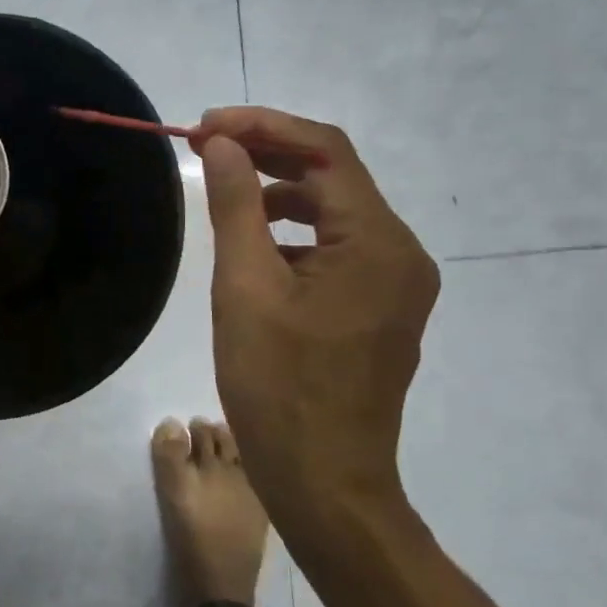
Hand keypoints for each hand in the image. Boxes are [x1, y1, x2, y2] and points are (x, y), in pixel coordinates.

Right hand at [192, 107, 438, 525]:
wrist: (324, 482)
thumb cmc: (279, 387)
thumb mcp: (246, 289)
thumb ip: (237, 207)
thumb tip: (222, 144)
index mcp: (378, 243)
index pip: (326, 151)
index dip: (264, 125)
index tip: (205, 125)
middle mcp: (401, 255)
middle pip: (335, 179)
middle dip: (270, 155)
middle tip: (207, 150)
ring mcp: (395, 286)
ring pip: (335, 215)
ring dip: (280, 196)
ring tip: (226, 195)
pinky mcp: (378, 311)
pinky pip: (337, 252)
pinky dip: (295, 237)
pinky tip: (255, 250)